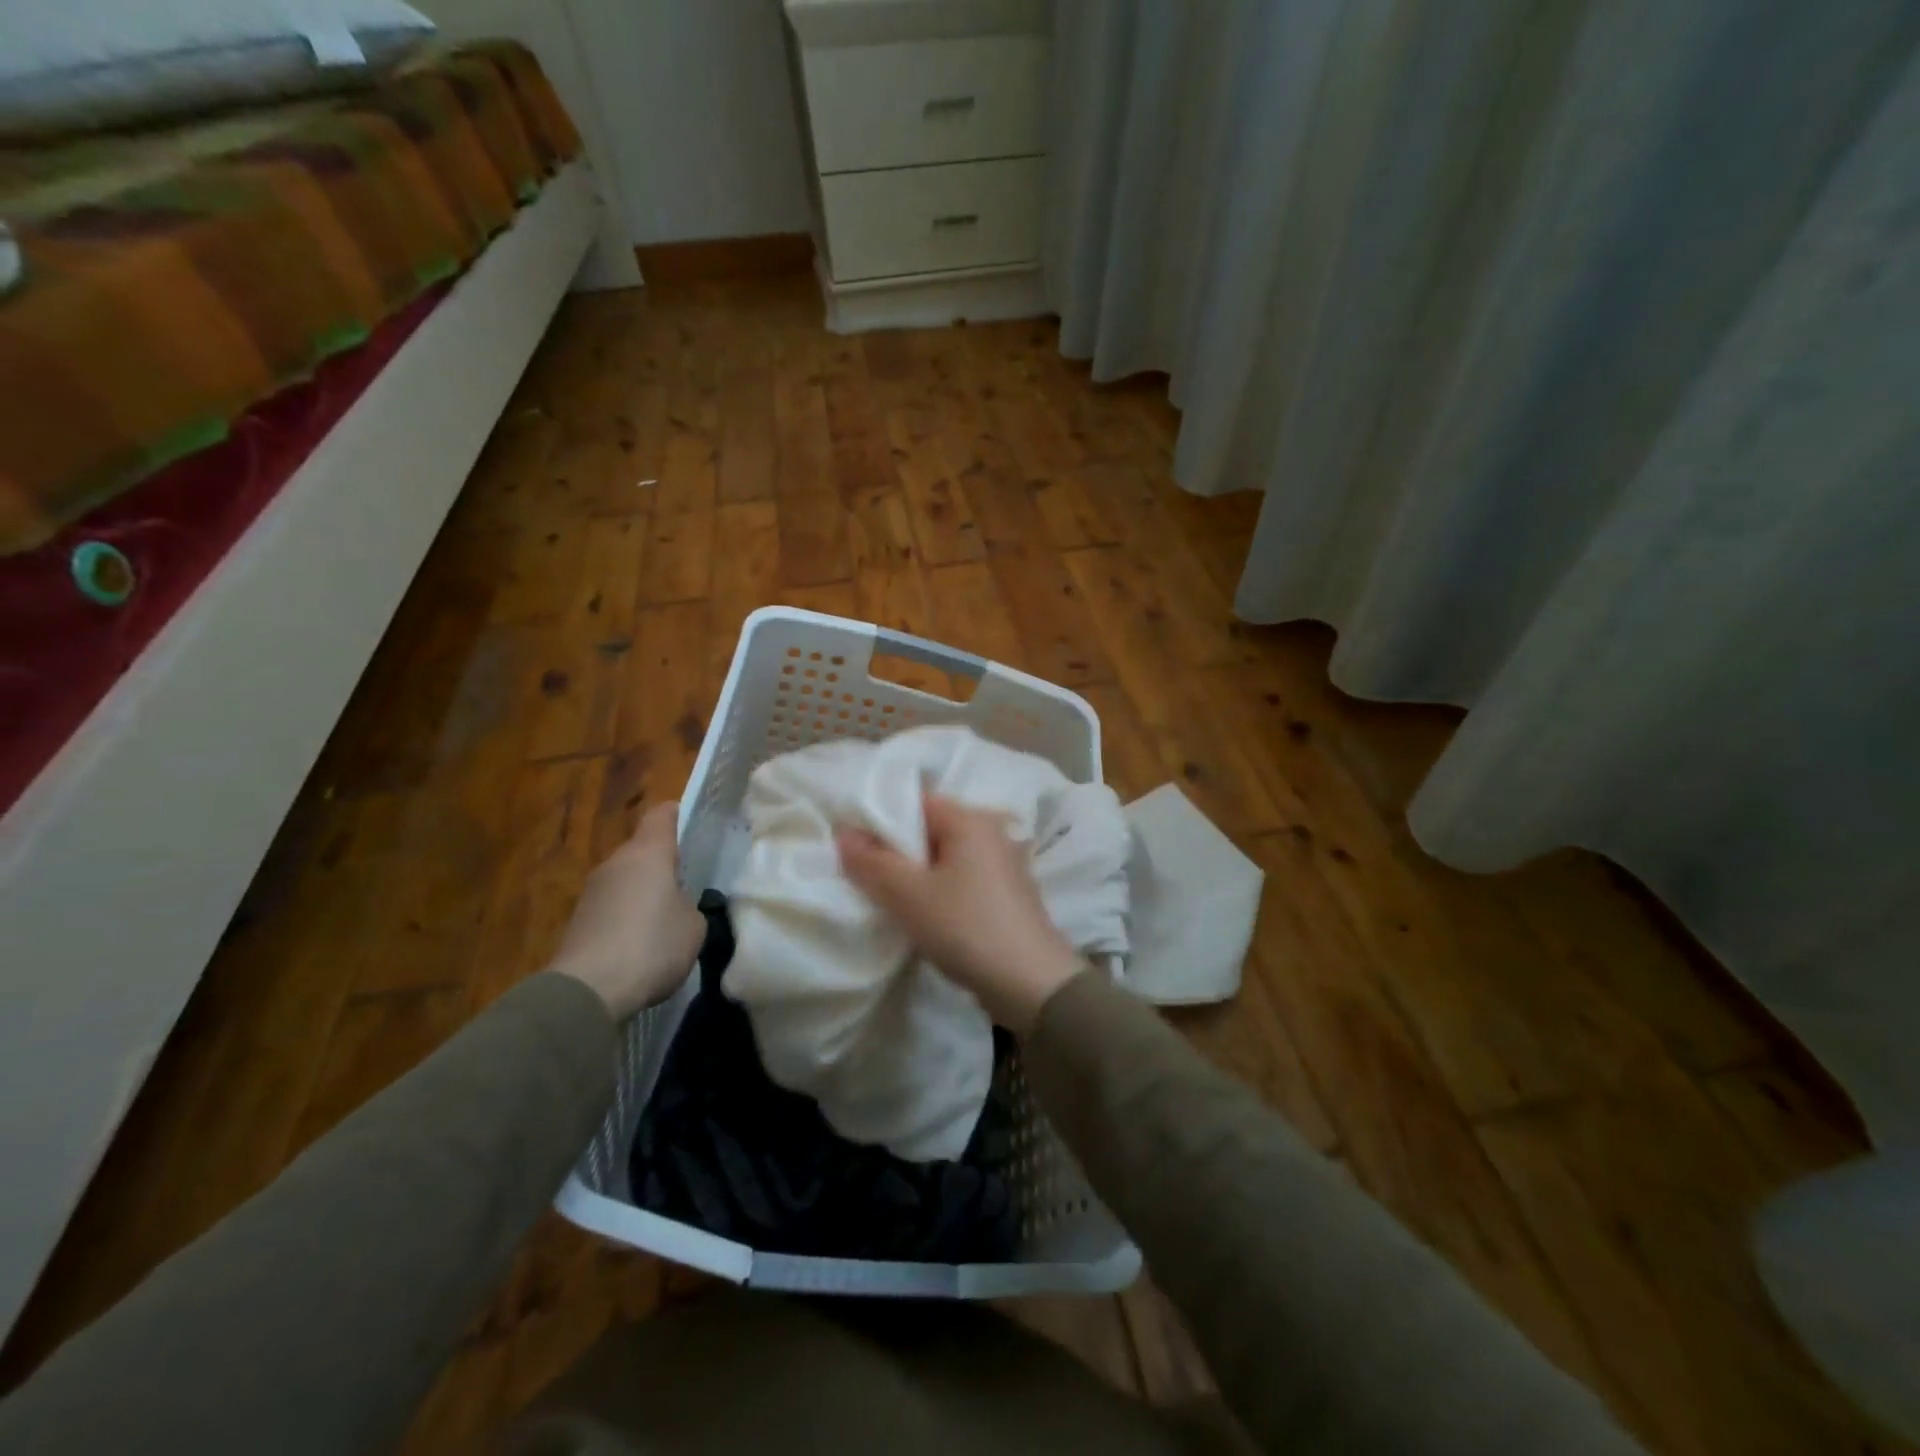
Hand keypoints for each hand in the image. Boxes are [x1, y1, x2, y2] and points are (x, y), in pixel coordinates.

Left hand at [549, 802, 704, 1020]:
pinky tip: (641, 947)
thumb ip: (689, 906)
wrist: (588, 991)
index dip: (677, 815)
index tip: (692, 826)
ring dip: (644, 894)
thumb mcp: (693, 926)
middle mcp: (616, 863)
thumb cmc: (652, 945)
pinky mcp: (578, 922)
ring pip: (626, 880)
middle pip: (642, 850)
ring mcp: (592, 892)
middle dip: (663, 865)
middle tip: (687, 887)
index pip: (661, 815)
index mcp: (648, 853)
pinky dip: (627, 919)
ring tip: (665, 922)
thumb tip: (676, 907)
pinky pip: (612, 908)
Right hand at [837, 794, 1083, 1033]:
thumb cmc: (966, 928)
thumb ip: (872, 862)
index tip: (854, 847)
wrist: (1031, 984)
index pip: (915, 801)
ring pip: (946, 856)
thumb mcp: (908, 895)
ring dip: (918, 873)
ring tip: (890, 897)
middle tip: (866, 875)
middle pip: (930, 828)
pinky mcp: (1008, 892)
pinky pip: (963, 877)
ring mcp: (1004, 862)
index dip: (880, 819)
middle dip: (897, 849)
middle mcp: (991, 831)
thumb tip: (844, 832)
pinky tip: (926, 914)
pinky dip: (941, 888)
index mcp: (970, 819)